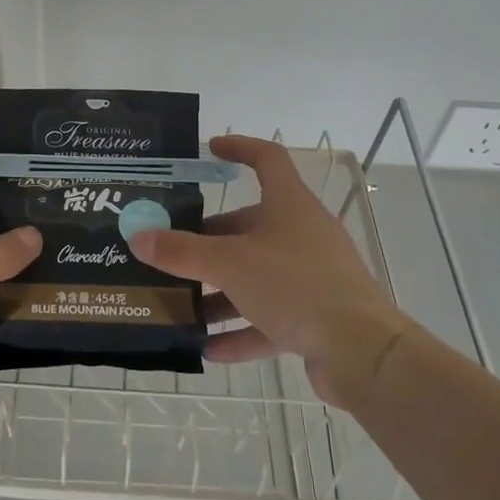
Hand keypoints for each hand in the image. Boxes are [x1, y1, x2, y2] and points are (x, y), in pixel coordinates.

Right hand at [129, 135, 413, 407]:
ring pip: (256, 275)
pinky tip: (209, 349)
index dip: (239, 148)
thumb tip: (138, 237)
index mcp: (289, 205)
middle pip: (250, 226)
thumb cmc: (295, 285)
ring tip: (181, 304)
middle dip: (209, 240)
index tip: (210, 150)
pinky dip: (241, 330)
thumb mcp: (229, 264)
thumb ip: (182, 252)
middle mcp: (302, 234)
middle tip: (172, 251)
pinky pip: (270, 317)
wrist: (361, 351)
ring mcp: (312, 276)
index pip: (267, 159)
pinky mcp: (316, 317)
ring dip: (219, 291)